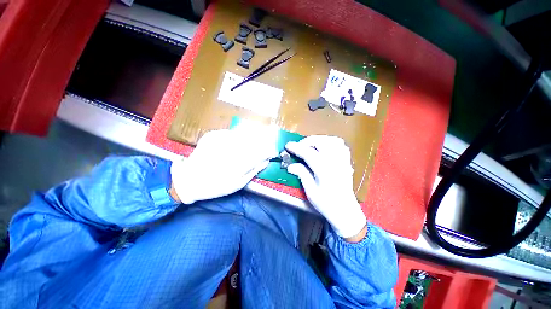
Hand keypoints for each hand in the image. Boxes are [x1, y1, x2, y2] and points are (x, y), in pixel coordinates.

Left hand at [171, 128, 277, 203]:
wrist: (188, 181)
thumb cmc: (215, 186)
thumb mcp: (237, 184)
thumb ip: (253, 171)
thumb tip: (265, 161)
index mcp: (239, 163)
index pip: (260, 152)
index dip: (269, 151)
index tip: (272, 152)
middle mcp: (232, 149)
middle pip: (253, 140)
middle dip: (262, 142)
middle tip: (263, 147)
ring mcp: (221, 140)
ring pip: (242, 134)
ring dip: (249, 138)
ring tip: (245, 148)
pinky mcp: (213, 136)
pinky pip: (230, 133)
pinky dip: (234, 137)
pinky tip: (231, 145)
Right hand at [285, 136, 366, 238]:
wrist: (345, 211)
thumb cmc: (326, 203)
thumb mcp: (311, 192)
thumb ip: (302, 175)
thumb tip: (290, 165)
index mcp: (324, 171)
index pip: (309, 153)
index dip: (296, 148)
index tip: (287, 146)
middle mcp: (335, 162)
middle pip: (321, 142)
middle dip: (307, 141)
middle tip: (299, 147)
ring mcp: (343, 161)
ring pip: (332, 140)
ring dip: (319, 139)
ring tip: (310, 145)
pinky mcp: (346, 162)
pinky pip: (341, 145)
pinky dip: (331, 142)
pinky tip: (324, 147)